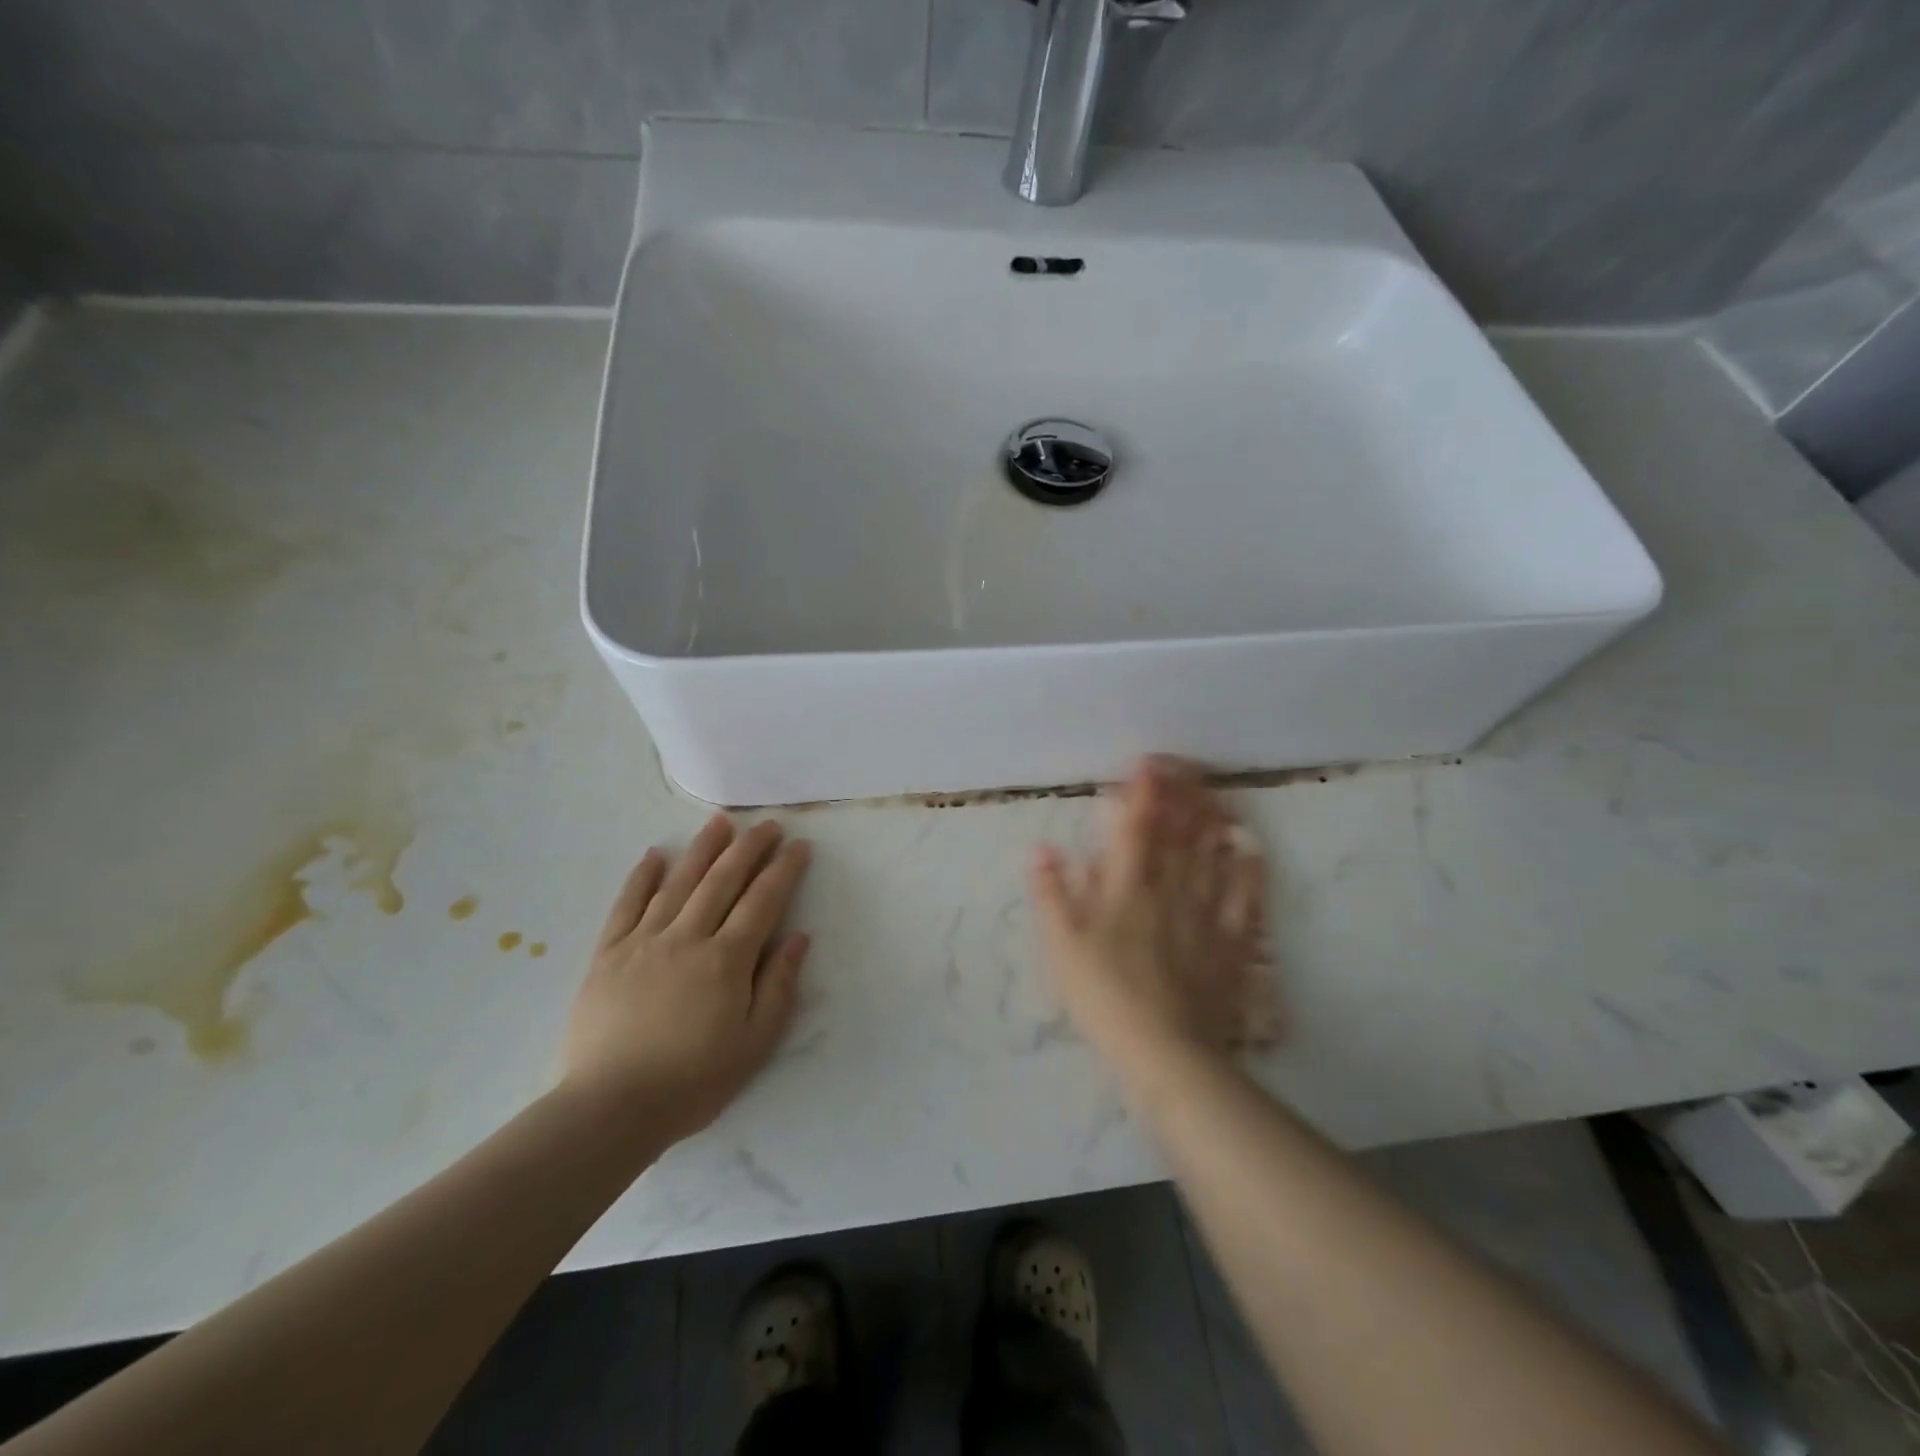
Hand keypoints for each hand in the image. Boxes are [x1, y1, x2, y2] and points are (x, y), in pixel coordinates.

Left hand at [561, 814, 812, 1146]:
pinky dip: (641, 877)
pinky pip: (626, 905)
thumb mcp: (755, 1044)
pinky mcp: (608, 954)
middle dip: (749, 848)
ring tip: (719, 822)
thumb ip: (779, 986)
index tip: (799, 846)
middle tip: (766, 824)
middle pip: (723, 880)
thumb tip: (798, 937)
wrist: (611, 1108)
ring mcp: (643, 942)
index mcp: (727, 960)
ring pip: (678, 883)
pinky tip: (654, 855)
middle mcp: (687, 938)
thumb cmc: (693, 1081)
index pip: (763, 901)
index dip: (784, 869)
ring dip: (702, 849)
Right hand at [1032, 757, 1276, 1075]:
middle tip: (1187, 767)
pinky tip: (1250, 849)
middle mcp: (1171, 890)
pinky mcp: (1232, 944)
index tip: (1147, 763)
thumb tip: (1041, 848)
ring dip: (1214, 821)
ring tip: (1217, 793)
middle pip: (1179, 834)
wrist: (1165, 1052)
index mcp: (1128, 888)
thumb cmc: (1104, 995)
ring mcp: (1206, 915)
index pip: (1136, 829)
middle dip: (1182, 796)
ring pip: (1213, 857)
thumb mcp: (1062, 945)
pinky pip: (1245, 898)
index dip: (1142, 793)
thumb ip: (1051, 893)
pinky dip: (1247, 870)